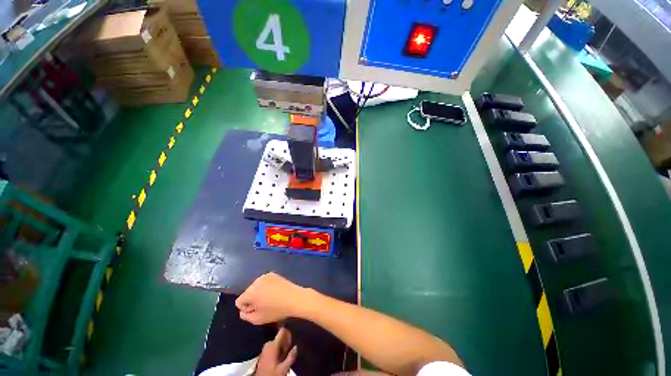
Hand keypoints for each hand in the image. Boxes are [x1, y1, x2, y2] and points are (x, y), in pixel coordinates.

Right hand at [236, 273, 309, 324]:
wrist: (294, 298)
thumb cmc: (276, 310)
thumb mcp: (257, 319)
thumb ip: (245, 316)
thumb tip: (243, 310)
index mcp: (250, 291)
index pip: (239, 301)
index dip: (246, 308)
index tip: (257, 310)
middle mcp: (256, 281)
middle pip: (247, 293)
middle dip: (253, 300)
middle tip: (265, 305)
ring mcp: (265, 275)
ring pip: (255, 287)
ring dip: (259, 293)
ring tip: (271, 299)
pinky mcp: (273, 274)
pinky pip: (264, 282)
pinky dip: (266, 287)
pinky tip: (275, 292)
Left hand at [254, 328, 297, 375]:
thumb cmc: (271, 375)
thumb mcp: (283, 369)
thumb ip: (291, 357)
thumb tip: (296, 347)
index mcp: (272, 345)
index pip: (282, 331)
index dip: (289, 334)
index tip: (292, 341)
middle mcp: (268, 344)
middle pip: (280, 338)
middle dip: (286, 343)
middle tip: (290, 352)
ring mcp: (265, 349)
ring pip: (277, 344)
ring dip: (283, 348)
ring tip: (286, 357)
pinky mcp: (263, 355)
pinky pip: (273, 348)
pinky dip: (278, 352)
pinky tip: (280, 360)